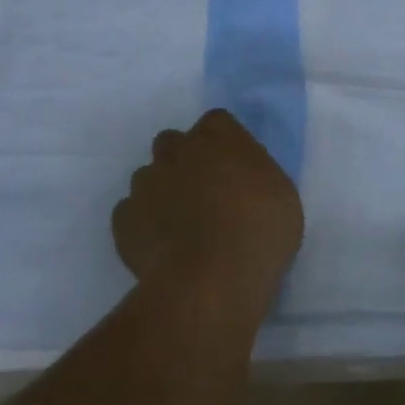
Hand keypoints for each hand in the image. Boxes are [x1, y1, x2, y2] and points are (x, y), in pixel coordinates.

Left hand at [113, 109, 303, 306]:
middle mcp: (176, 150)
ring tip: (180, 226)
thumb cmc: (259, 232)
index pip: (216, 122)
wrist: (210, 281)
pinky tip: (161, 247)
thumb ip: (255, 174)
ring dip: (162, 192)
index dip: (223, 143)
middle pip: (174, 142)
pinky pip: (131, 213)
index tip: (234, 168)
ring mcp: (145, 184)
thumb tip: (241, 179)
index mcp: (218, 136)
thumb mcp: (281, 195)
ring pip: (148, 177)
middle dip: (184, 160)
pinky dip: (143, 225)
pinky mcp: (124, 220)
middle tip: (204, 194)